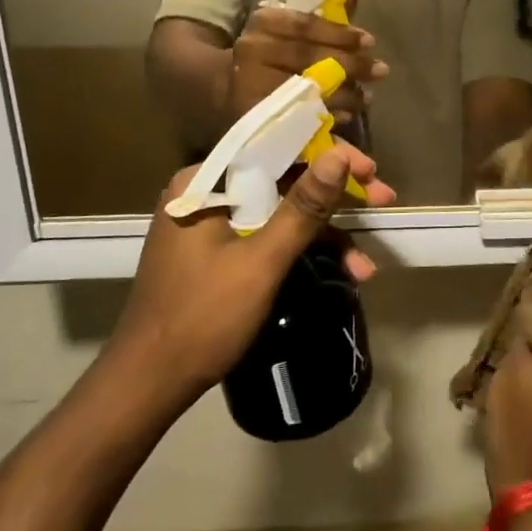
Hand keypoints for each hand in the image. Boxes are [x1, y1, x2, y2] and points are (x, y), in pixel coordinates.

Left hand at [104, 145, 395, 406]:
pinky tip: (342, 274)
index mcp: (204, 182)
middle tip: (383, 199)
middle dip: (335, 195)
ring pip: (281, 210)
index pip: (274, 146)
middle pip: (283, 177)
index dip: (327, 151)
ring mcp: (212, 222)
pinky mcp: (220, 250)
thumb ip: (303, 207)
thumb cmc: (202, 318)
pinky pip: (269, 235)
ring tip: (367, 261)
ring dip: (326, 232)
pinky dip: (302, 252)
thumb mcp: (262, 262)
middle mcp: (206, 191)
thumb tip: (341, 156)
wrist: (148, 385)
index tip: (369, 168)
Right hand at [230, 0, 386, 124]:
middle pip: (309, 57)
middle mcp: (253, 49)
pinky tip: (348, 115)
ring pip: (306, 88)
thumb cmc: (270, 49)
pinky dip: (326, 115)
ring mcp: (251, 84)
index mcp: (264, 22)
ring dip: (344, 94)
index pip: (306, 26)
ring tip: (368, 96)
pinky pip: (298, 115)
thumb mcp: (292, 25)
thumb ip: (326, 9)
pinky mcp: (255, 115)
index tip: (370, 41)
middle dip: (350, 64)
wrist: (226, 84)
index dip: (341, 34)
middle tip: (381, 70)